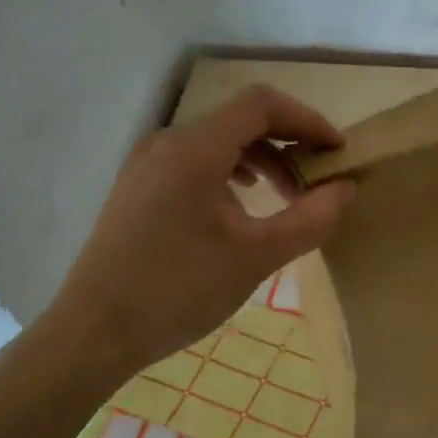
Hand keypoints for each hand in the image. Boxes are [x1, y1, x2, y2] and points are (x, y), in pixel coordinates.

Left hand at [41, 85, 356, 375]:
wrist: (91, 334)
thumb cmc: (178, 290)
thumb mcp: (257, 256)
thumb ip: (310, 218)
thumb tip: (346, 188)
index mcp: (196, 149)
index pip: (262, 104)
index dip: (307, 119)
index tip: (336, 152)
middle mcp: (168, 142)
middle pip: (241, 119)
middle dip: (288, 142)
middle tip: (318, 179)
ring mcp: (147, 163)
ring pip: (218, 140)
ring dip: (262, 159)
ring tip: (286, 197)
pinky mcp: (138, 186)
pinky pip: (195, 160)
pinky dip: (231, 171)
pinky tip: (242, 206)